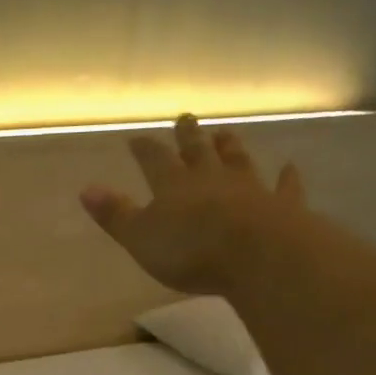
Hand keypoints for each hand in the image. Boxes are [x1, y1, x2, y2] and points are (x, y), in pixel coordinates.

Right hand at [81, 115, 304, 293]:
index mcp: (173, 185)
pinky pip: (284, 187)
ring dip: (230, 147)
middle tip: (186, 118)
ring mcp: (249, 189)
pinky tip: (289, 167)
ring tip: (225, 132)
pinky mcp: (281, 206)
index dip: (144, 149)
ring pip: (237, 161)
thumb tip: (86, 188)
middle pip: (197, 152)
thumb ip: (115, 214)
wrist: (258, 256)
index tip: (136, 138)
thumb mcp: (140, 237)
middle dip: (188, 136)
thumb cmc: (190, 250)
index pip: (154, 160)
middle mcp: (210, 179)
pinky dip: (286, 178)